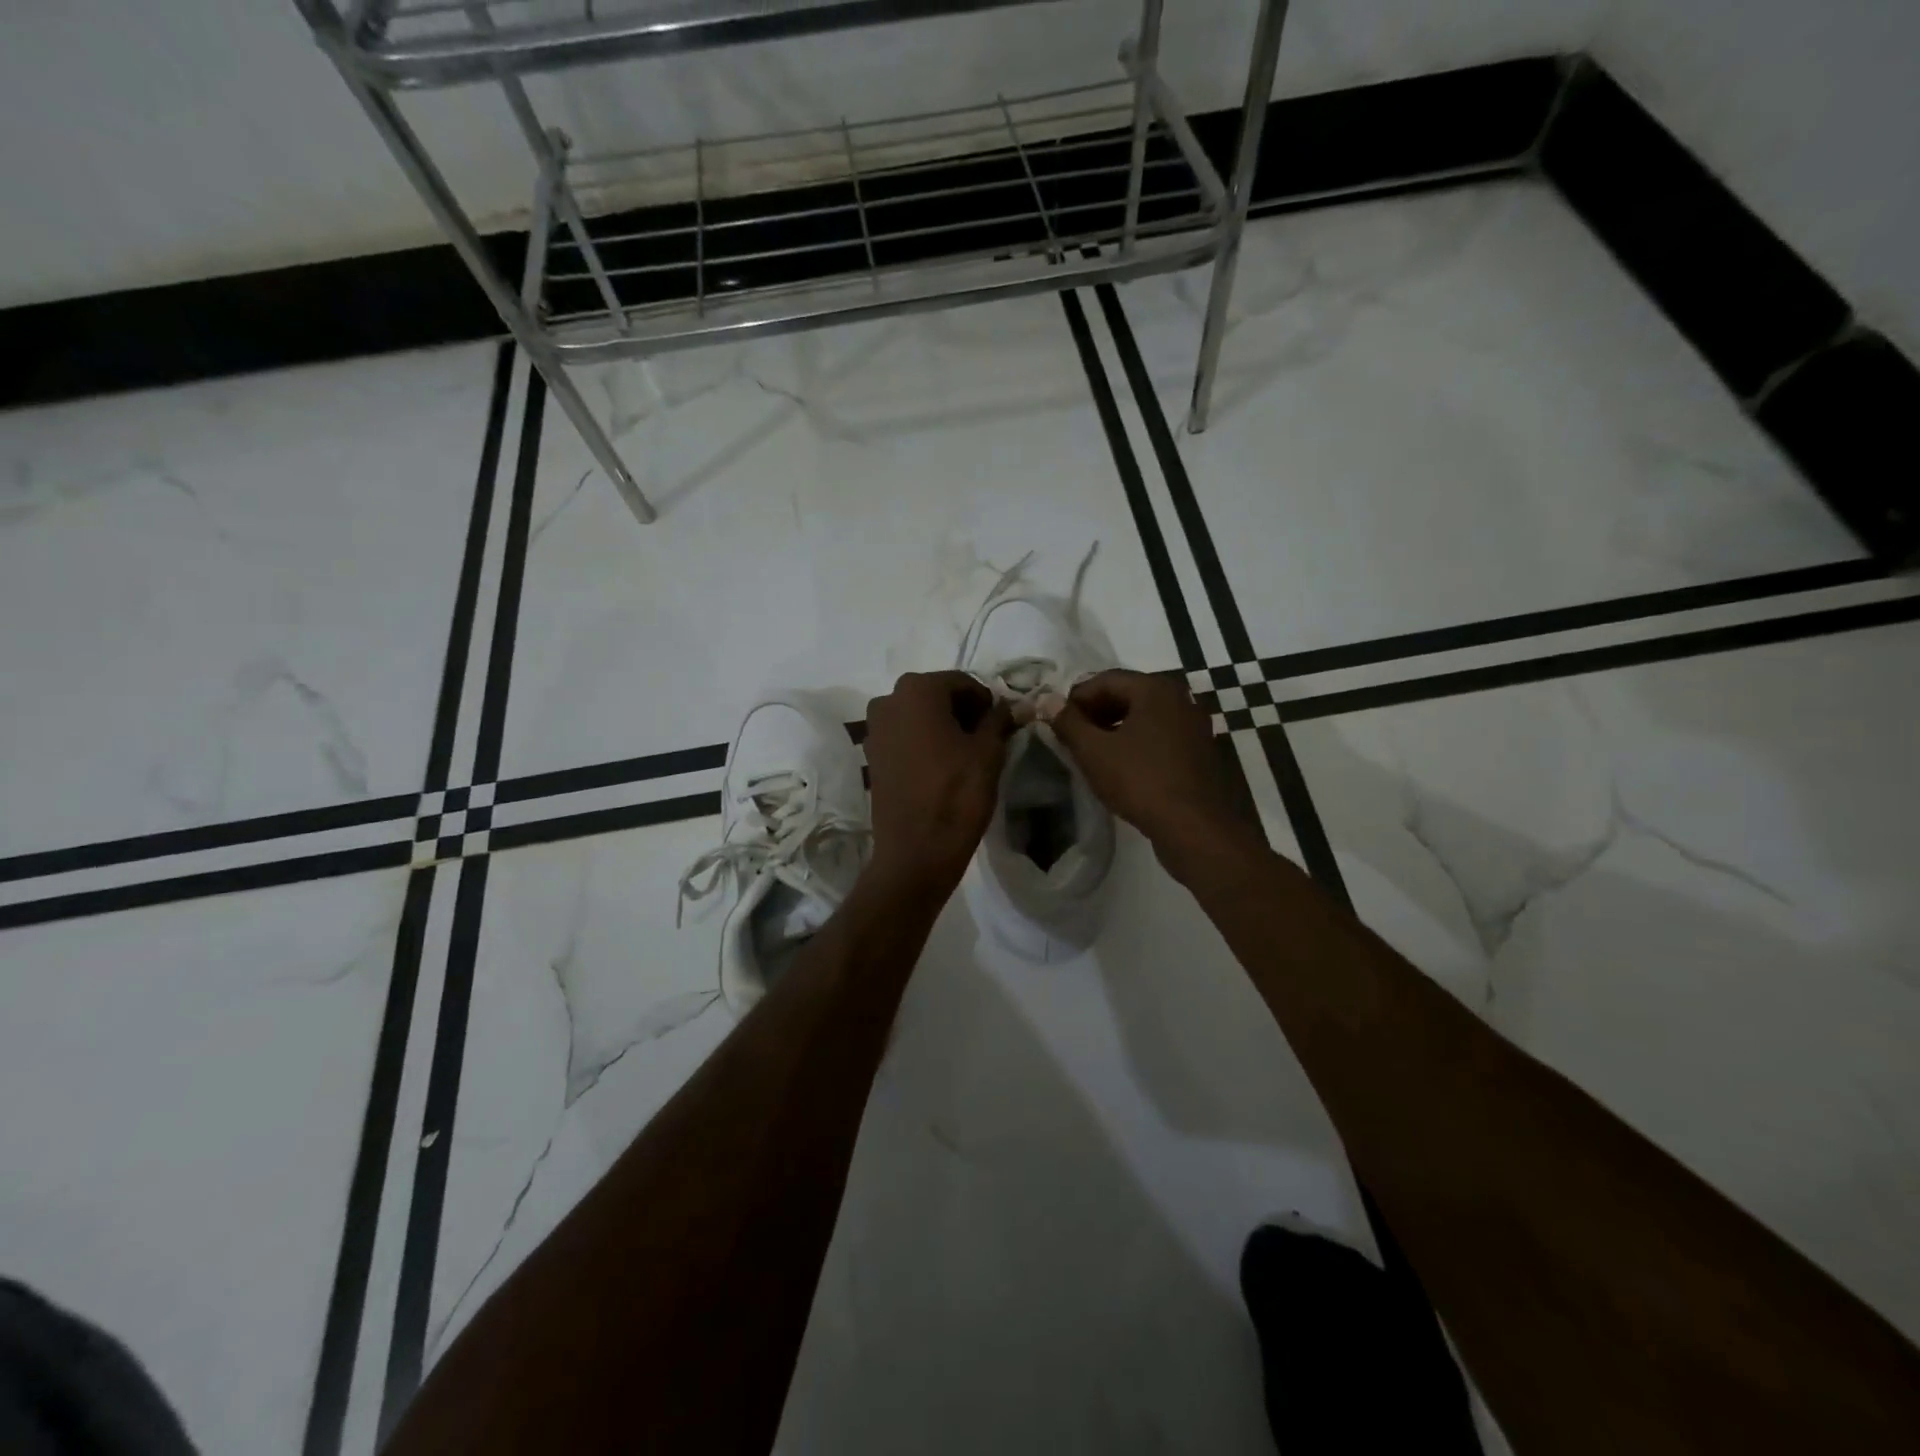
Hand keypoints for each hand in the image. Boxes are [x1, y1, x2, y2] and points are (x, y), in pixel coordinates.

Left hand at [864, 671, 1015, 894]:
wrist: (916, 852)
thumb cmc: (957, 795)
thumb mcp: (989, 753)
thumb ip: (999, 720)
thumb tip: (1010, 705)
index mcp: (917, 690)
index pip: (962, 682)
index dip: (986, 701)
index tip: (1001, 724)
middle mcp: (888, 699)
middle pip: (936, 695)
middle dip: (962, 711)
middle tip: (986, 738)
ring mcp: (874, 728)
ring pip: (918, 715)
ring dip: (942, 726)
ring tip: (965, 754)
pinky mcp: (871, 755)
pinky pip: (903, 736)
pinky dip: (923, 741)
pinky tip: (941, 766)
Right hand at [1042, 670, 1261, 879]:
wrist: (1194, 826)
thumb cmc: (1140, 781)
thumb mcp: (1094, 751)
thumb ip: (1068, 722)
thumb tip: (1047, 701)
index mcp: (1155, 689)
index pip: (1105, 680)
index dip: (1075, 698)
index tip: (1056, 721)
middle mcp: (1180, 698)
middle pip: (1127, 694)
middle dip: (1095, 712)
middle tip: (1071, 736)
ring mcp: (1193, 725)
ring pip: (1144, 716)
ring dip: (1114, 728)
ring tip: (1092, 752)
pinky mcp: (1199, 750)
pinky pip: (1160, 735)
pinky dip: (1136, 741)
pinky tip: (1121, 765)